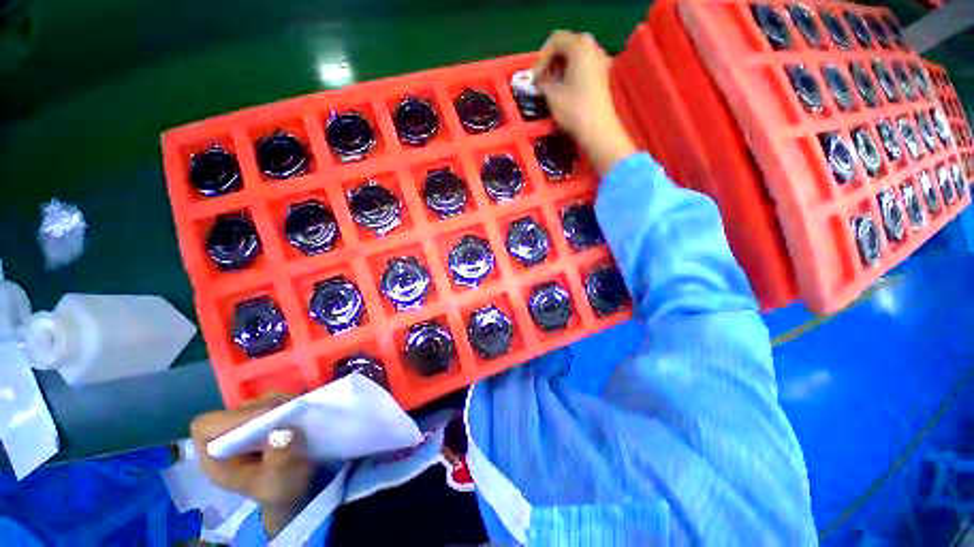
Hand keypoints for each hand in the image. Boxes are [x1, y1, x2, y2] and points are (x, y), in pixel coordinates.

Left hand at [191, 393, 315, 536]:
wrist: (295, 490)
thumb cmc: (281, 490)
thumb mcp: (281, 482)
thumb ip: (280, 460)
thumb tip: (282, 433)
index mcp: (215, 460)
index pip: (207, 427)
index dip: (233, 418)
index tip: (265, 416)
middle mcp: (225, 439)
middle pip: (233, 411)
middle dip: (261, 407)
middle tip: (287, 408)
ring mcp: (245, 427)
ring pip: (254, 402)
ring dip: (275, 401)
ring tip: (296, 407)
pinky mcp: (263, 420)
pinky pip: (270, 401)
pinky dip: (284, 401)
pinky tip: (297, 408)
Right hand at [533, 30, 636, 174]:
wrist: (597, 129)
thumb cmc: (573, 110)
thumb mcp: (552, 95)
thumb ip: (542, 81)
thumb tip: (538, 78)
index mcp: (580, 48)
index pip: (556, 39)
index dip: (542, 57)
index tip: (535, 77)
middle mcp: (593, 48)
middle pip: (569, 43)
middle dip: (554, 58)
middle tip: (544, 76)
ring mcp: (601, 61)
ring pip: (578, 53)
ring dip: (564, 64)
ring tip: (554, 82)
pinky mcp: (603, 74)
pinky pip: (586, 63)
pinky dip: (574, 69)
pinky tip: (567, 86)